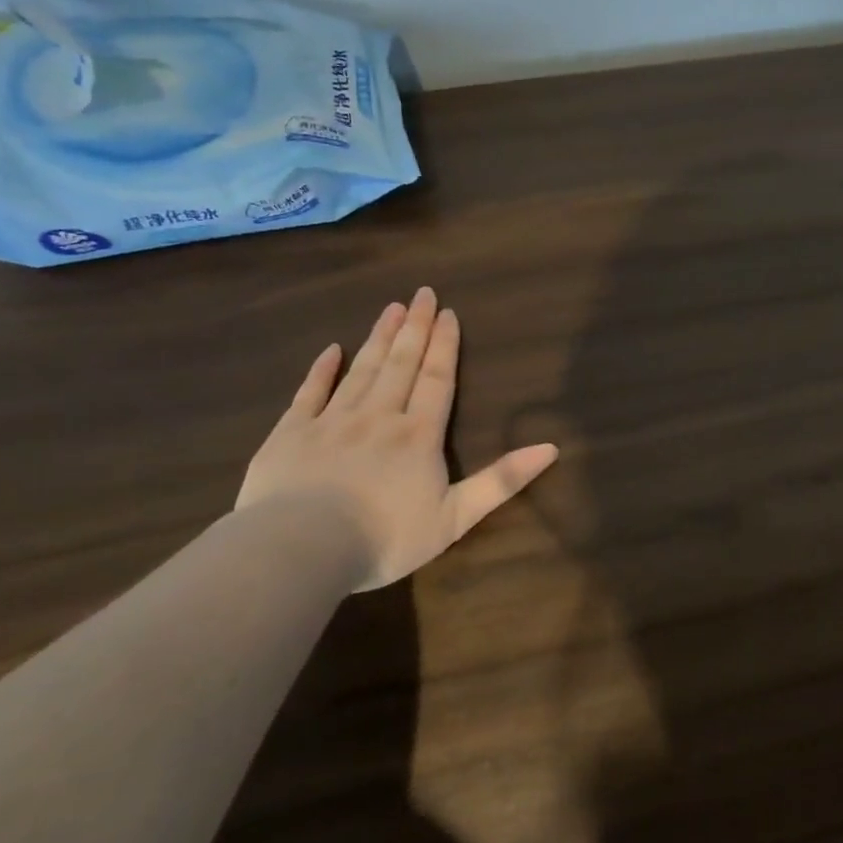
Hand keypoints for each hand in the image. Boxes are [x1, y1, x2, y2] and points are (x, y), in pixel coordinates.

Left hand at [236, 288, 559, 591]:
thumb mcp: (456, 516)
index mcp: (418, 435)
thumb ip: (502, 480)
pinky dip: (321, 370)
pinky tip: (331, 350)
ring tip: (390, 309)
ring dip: (378, 338)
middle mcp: (379, 416)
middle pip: (401, 364)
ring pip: (361, 370)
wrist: (301, 549)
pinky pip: (309, 393)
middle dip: (414, 328)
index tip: (448, 312)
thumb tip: (551, 448)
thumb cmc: (386, 537)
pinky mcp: (291, 434)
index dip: (445, 345)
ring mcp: (332, 421)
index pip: (437, 379)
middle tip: (421, 293)